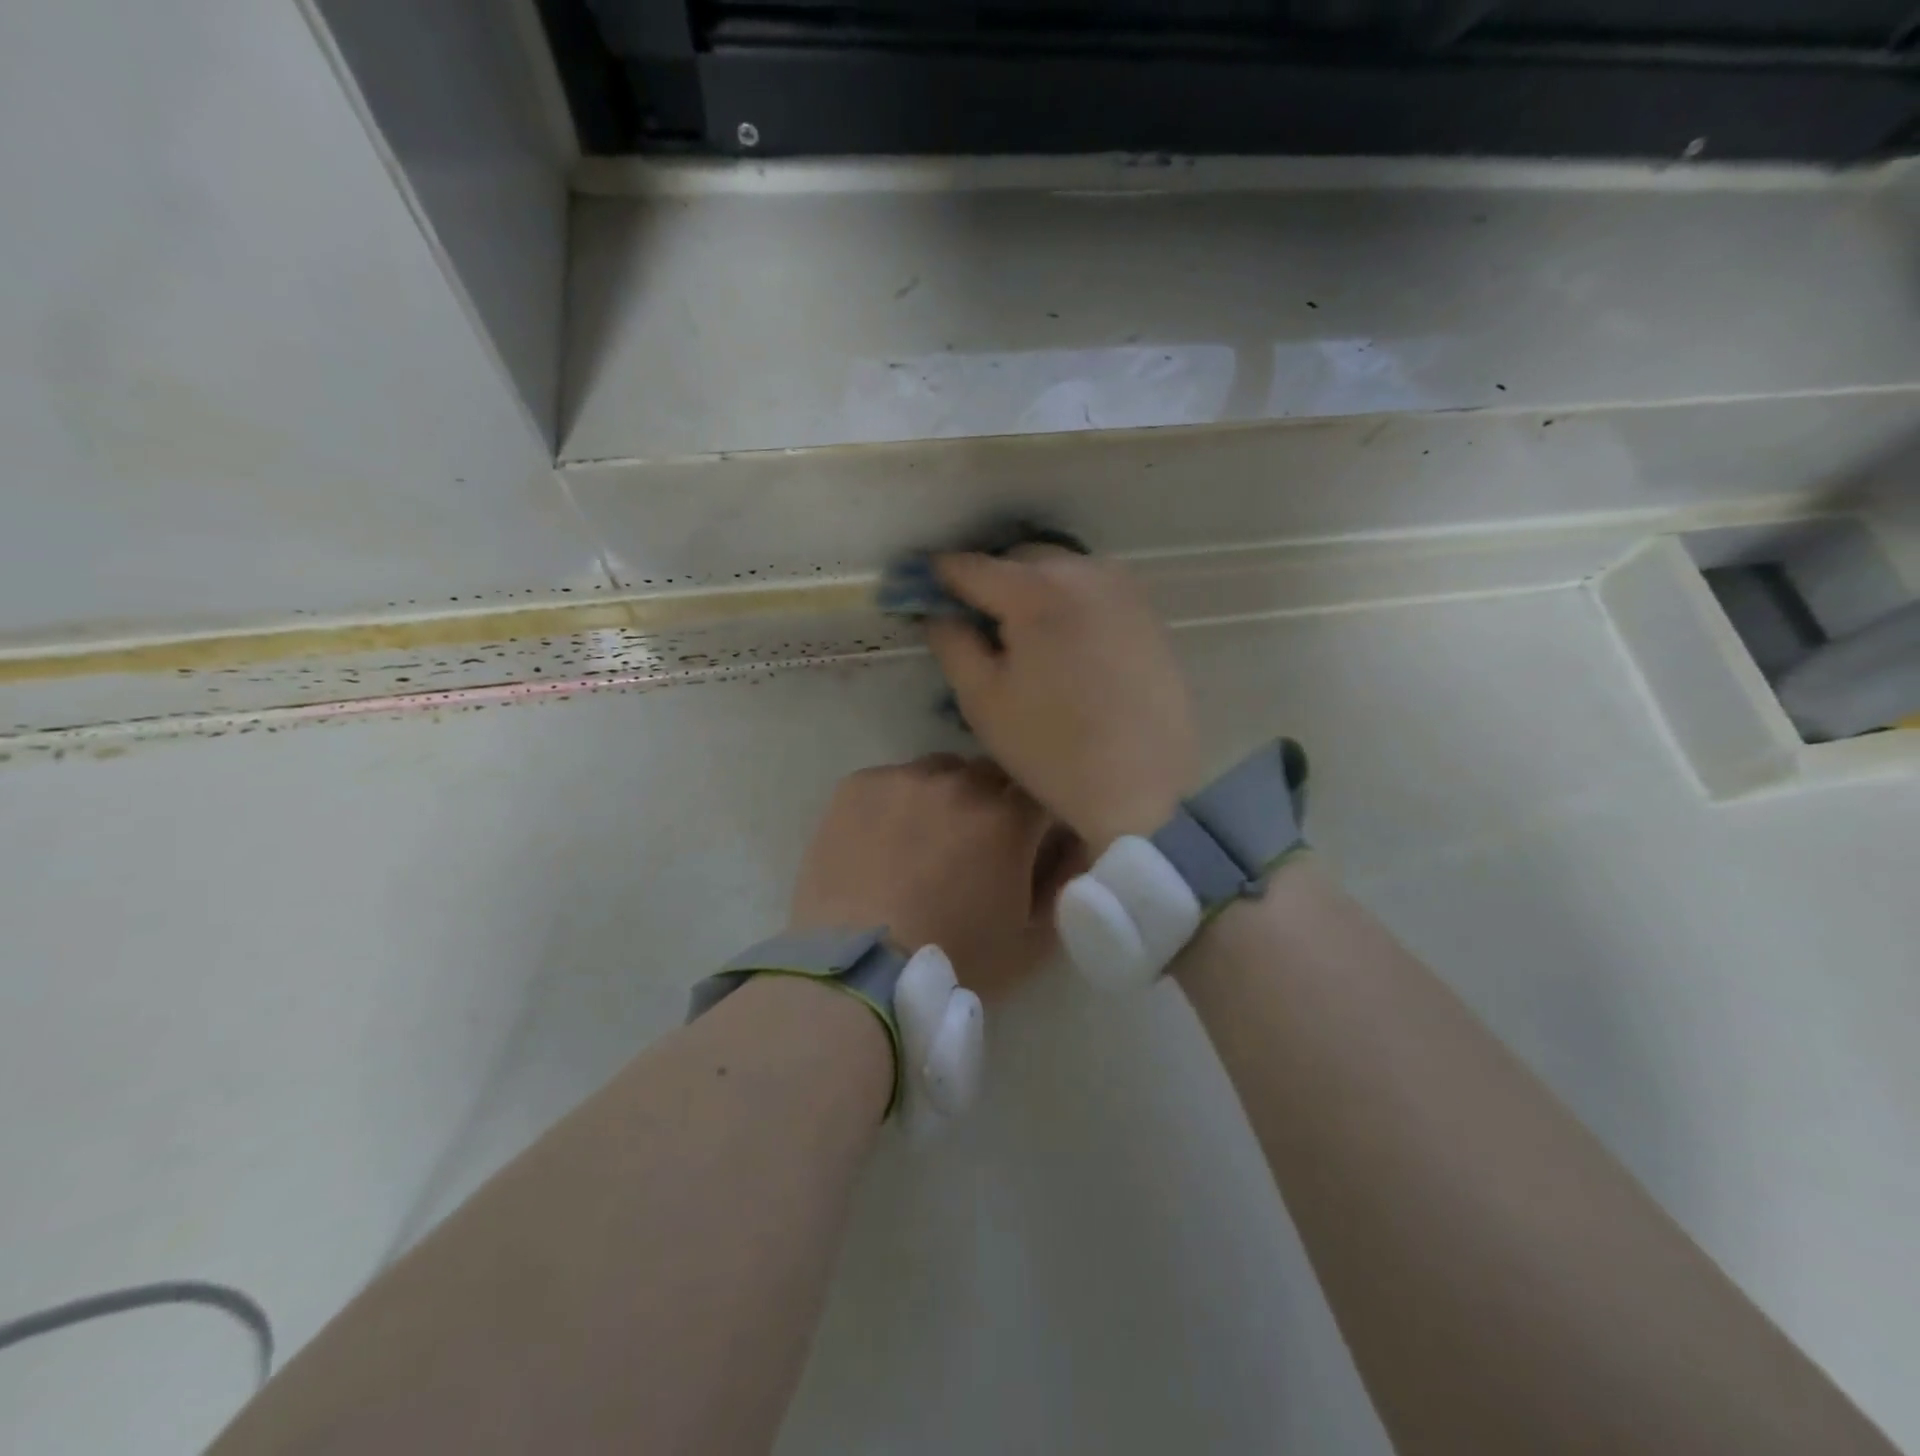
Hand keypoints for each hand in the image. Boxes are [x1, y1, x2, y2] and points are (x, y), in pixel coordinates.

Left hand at [789, 755, 1079, 1001]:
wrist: (859, 970)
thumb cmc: (954, 961)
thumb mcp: (1031, 941)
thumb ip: (1065, 885)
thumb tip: (1074, 846)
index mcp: (1009, 818)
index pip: (1041, 789)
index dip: (1038, 814)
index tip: (1030, 838)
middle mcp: (960, 783)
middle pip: (991, 774)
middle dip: (994, 801)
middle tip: (978, 843)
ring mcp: (905, 778)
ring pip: (941, 771)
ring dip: (945, 795)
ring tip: (927, 838)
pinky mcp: (859, 784)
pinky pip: (891, 779)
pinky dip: (897, 801)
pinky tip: (883, 839)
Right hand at [925, 550, 1198, 851]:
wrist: (1143, 785)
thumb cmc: (1050, 746)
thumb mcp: (982, 699)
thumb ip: (951, 642)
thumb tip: (938, 611)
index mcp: (1035, 591)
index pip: (971, 566)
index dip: (937, 575)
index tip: (918, 587)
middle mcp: (1083, 572)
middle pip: (1019, 558)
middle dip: (989, 579)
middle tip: (973, 619)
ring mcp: (1123, 589)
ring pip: (1060, 569)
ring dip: (1031, 587)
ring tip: (1020, 632)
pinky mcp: (1147, 612)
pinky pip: (1092, 588)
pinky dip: (1067, 601)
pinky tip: (1063, 642)